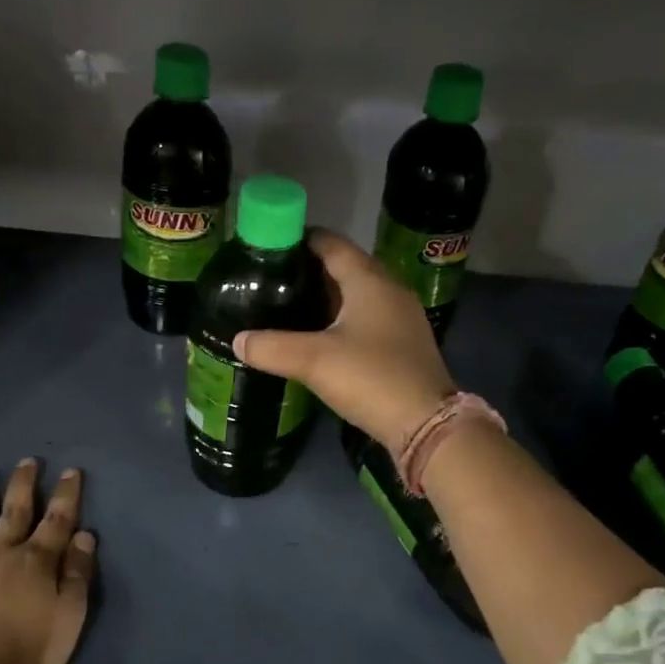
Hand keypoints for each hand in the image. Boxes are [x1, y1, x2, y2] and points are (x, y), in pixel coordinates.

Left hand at [0, 460, 96, 663]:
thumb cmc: (29, 655)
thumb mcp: (70, 618)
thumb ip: (78, 574)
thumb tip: (85, 535)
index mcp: (37, 561)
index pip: (57, 518)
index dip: (66, 493)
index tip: (70, 472)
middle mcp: (1, 551)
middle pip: (15, 509)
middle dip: (24, 482)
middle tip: (27, 461)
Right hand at [233, 230, 454, 448]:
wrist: (426, 424)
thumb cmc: (371, 378)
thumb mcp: (314, 361)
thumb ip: (271, 347)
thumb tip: (238, 340)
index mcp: (369, 280)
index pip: (332, 244)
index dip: (301, 239)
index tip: (269, 247)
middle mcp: (390, 289)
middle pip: (346, 267)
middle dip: (311, 270)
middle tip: (274, 279)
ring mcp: (401, 317)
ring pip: (358, 294)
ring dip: (327, 297)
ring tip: (290, 306)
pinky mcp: (404, 343)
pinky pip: (368, 318)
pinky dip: (343, 319)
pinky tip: (322, 337)